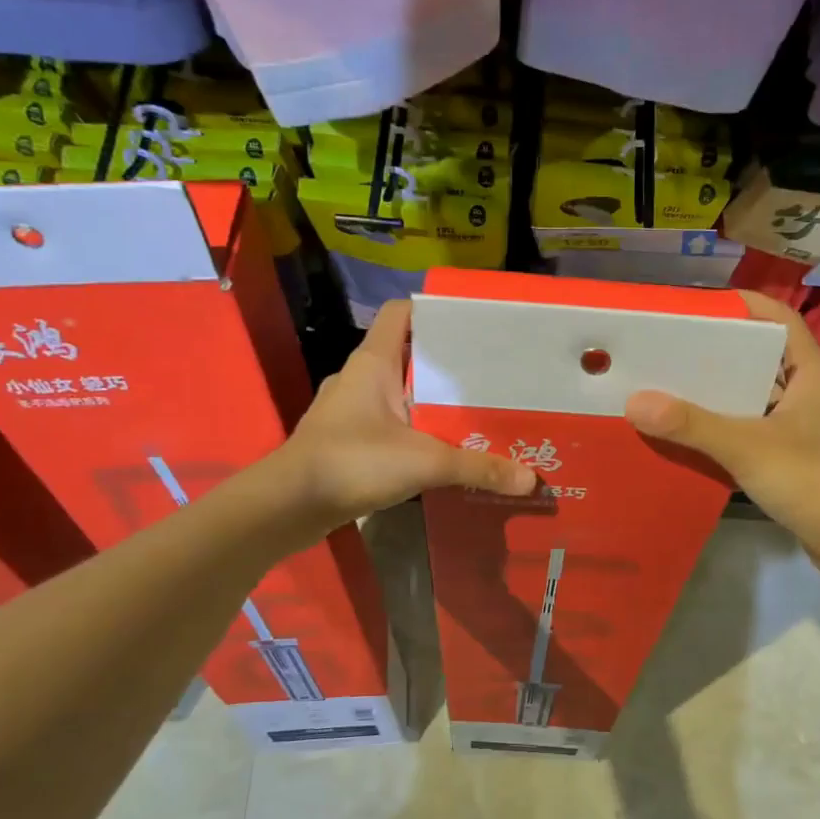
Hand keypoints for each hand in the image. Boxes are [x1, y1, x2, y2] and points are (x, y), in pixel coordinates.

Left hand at [285, 300, 536, 523]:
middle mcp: (359, 378)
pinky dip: (412, 432)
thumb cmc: (352, 462)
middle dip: (446, 366)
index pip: (402, 314)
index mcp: (374, 362)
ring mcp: (349, 410)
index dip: (435, 312)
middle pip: (409, 356)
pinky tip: (438, 451)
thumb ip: (478, 468)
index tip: (474, 326)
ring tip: (472, 415)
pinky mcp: (345, 441)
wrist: (288, 506)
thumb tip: (531, 481)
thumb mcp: (424, 462)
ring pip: (398, 394)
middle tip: (489, 378)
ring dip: (430, 403)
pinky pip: (387, 425)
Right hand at [625, 292, 819, 584]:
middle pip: (757, 356)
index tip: (695, 306)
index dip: (742, 306)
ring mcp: (798, 425)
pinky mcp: (789, 456)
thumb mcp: (748, 446)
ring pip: (751, 396)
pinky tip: (685, 432)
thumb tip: (635, 402)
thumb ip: (693, 424)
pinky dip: (721, 427)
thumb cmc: (813, 480)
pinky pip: (748, 429)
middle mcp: (805, 391)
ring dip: (715, 393)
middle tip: (665, 349)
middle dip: (714, 352)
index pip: (777, 319)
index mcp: (809, 371)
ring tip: (665, 386)